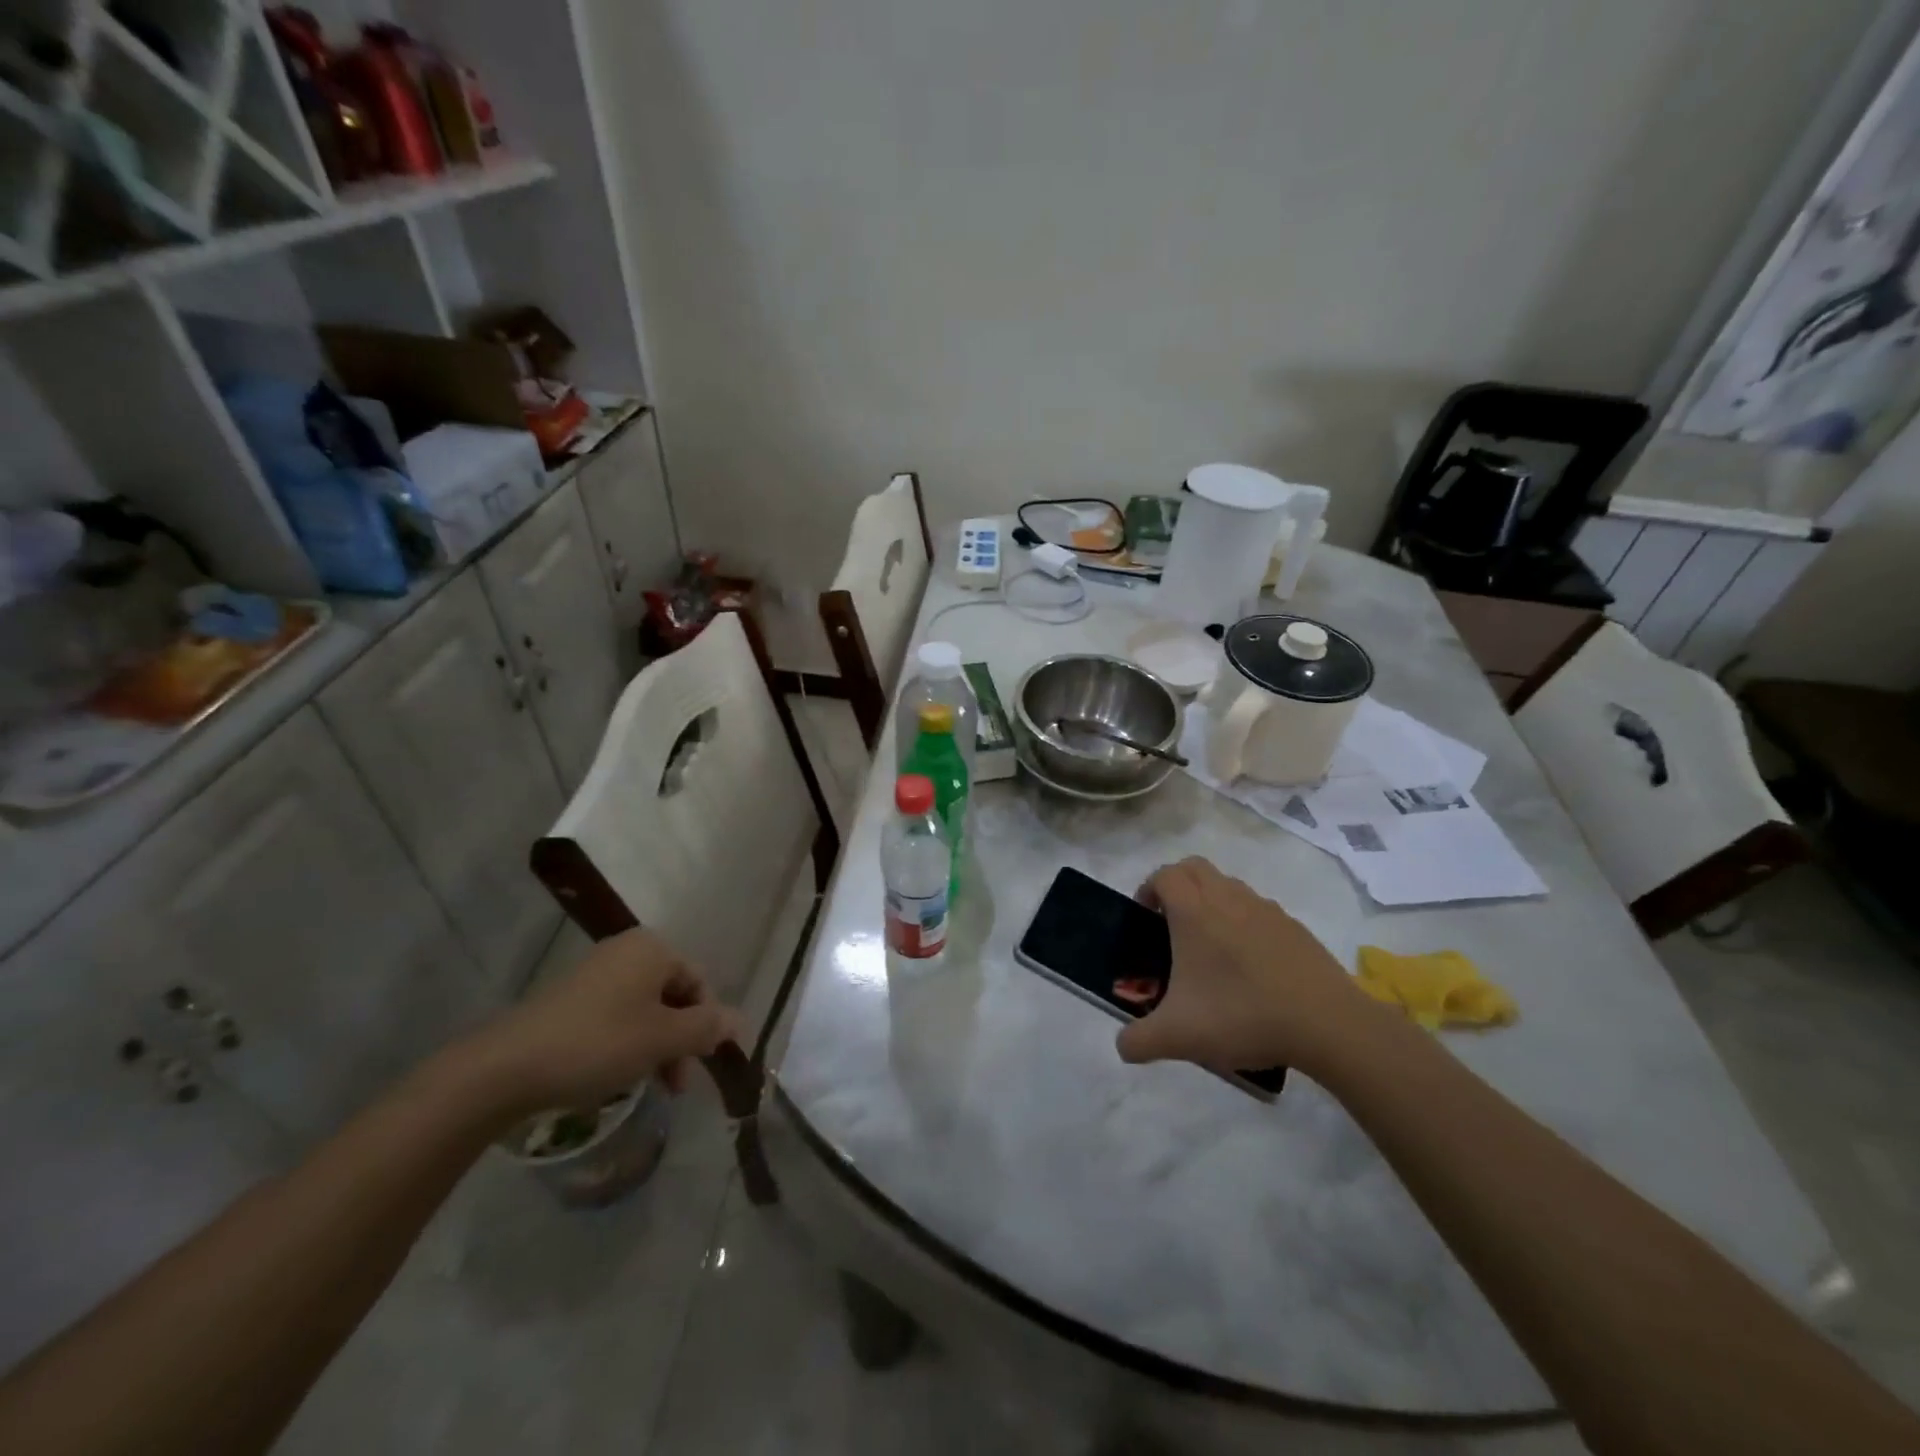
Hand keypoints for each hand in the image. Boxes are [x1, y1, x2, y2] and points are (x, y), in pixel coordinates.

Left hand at [467, 929, 741, 1114]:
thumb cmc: (598, 1044)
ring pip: (645, 1010)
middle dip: (681, 1040)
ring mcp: (596, 974)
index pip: (700, 983)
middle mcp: (626, 951)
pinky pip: (616, 1017)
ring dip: (656, 1047)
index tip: (701, 1066)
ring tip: (648, 1087)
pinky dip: (627, 1044)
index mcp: (653, 949)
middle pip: (673, 996)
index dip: (707, 1024)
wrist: (505, 1069)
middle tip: (676, 1085)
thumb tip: (740, 1022)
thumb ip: (707, 1028)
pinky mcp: (570, 1000)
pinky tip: (616, 1076)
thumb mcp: (663, 1039)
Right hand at [1117, 858, 1381, 1078]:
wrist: (1326, 1024)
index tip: (1145, 918)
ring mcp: (1265, 910)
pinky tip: (1249, 965)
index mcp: (1194, 912)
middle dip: (1177, 884)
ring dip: (1211, 900)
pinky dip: (1244, 921)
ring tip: (1210, 945)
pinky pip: (1258, 910)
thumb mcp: (1178, 1037)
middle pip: (1194, 867)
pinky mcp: (1294, 927)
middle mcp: (1227, 899)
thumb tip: (1123, 1046)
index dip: (1148, 888)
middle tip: (1171, 922)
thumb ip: (1138, 1041)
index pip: (1164, 875)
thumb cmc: (1241, 1016)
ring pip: (1229, 885)